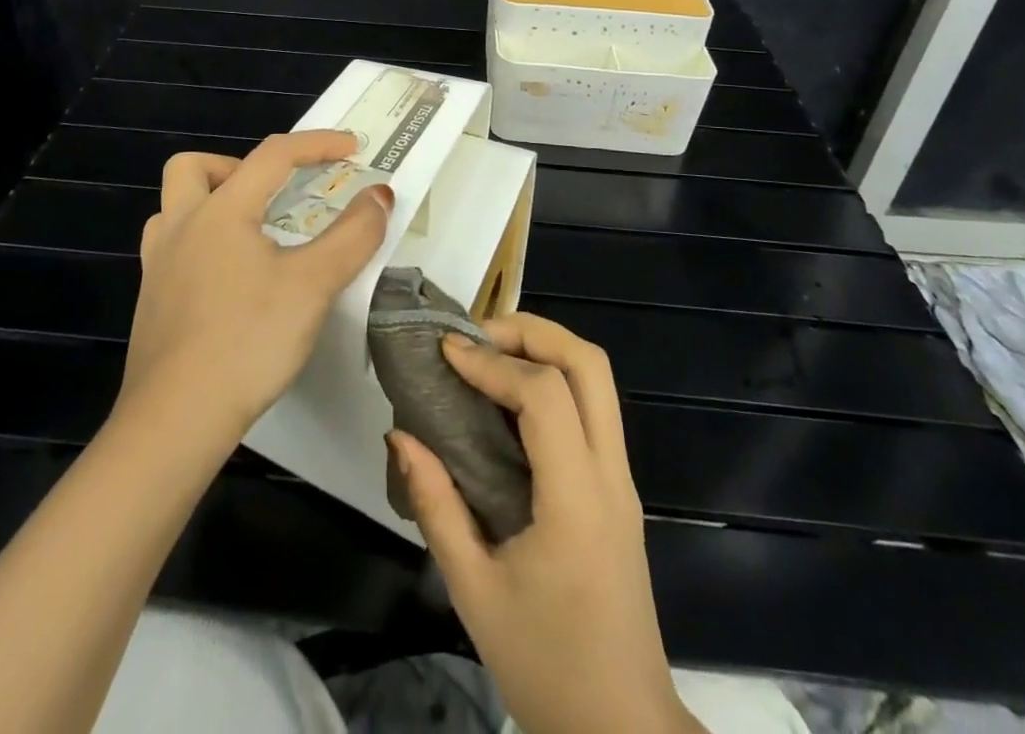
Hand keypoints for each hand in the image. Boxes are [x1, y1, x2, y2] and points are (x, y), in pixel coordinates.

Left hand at [121, 131, 392, 439]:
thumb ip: (352, 236)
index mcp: (220, 211)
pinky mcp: (150, 301)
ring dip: (211, 203)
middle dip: (238, 166)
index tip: (352, 147)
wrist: (175, 419)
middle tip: (274, 194)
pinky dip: (201, 242)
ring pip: (175, 207)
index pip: (272, 155)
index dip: (316, 144)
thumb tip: (379, 194)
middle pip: (194, 167)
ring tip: (251, 232)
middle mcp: (180, 226)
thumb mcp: (313, 285)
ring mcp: (157, 264)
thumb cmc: (247, 341)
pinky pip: (171, 247)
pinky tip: (228, 278)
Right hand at [391, 315, 699, 733]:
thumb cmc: (546, 667)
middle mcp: (611, 476)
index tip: (446, 352)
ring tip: (488, 356)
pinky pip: (592, 408)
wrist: (624, 733)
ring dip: (544, 350)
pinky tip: (508, 400)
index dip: (492, 362)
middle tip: (476, 337)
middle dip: (531, 331)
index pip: (545, 396)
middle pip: (589, 364)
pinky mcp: (619, 489)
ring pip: (597, 380)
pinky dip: (552, 380)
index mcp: (577, 501)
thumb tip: (400, 435)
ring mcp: (623, 480)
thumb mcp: (474, 591)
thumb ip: (435, 505)